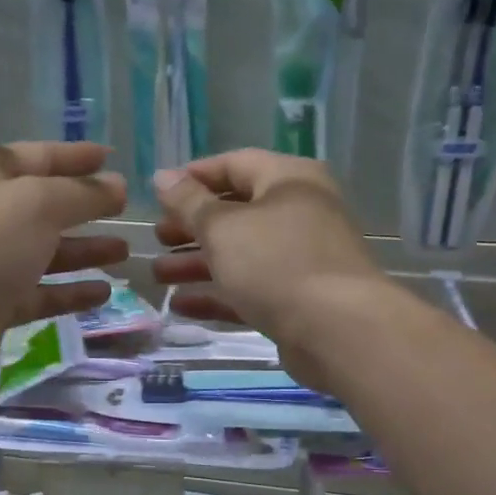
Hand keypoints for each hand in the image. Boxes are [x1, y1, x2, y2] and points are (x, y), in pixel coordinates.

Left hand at [0, 142, 128, 369]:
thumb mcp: (39, 202)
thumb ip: (83, 193)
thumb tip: (117, 186)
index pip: (37, 156)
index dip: (75, 156)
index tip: (110, 158)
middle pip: (43, 206)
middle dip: (85, 207)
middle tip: (125, 210)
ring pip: (45, 251)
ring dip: (84, 250)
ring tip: (124, 251)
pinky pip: (40, 292)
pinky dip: (71, 291)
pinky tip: (104, 291)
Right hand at [151, 151, 386, 387]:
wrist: (338, 330)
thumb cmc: (276, 263)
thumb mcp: (222, 227)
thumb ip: (189, 202)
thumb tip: (163, 176)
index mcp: (288, 180)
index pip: (234, 164)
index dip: (193, 177)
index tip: (158, 195)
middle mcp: (299, 212)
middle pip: (235, 212)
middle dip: (192, 227)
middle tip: (157, 239)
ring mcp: (300, 258)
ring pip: (240, 254)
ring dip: (197, 263)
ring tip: (158, 276)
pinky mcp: (297, 299)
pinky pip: (250, 289)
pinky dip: (217, 294)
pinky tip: (181, 306)